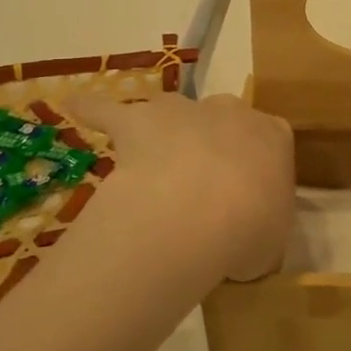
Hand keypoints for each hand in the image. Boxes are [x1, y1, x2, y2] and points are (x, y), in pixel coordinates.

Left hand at [65, 93, 293, 283]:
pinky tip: (75, 108)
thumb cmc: (249, 230)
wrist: (199, 212)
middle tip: (203, 186)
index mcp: (274, 136)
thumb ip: (263, 232)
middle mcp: (232, 112)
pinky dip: (93, 109)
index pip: (272, 140)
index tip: (249, 193)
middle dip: (214, 143)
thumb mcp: (272, 243)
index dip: (257, 166)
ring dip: (166, 129)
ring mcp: (183, 110)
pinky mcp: (137, 119)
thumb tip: (245, 242)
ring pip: (173, 109)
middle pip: (224, 119)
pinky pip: (109, 110)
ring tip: (154, 160)